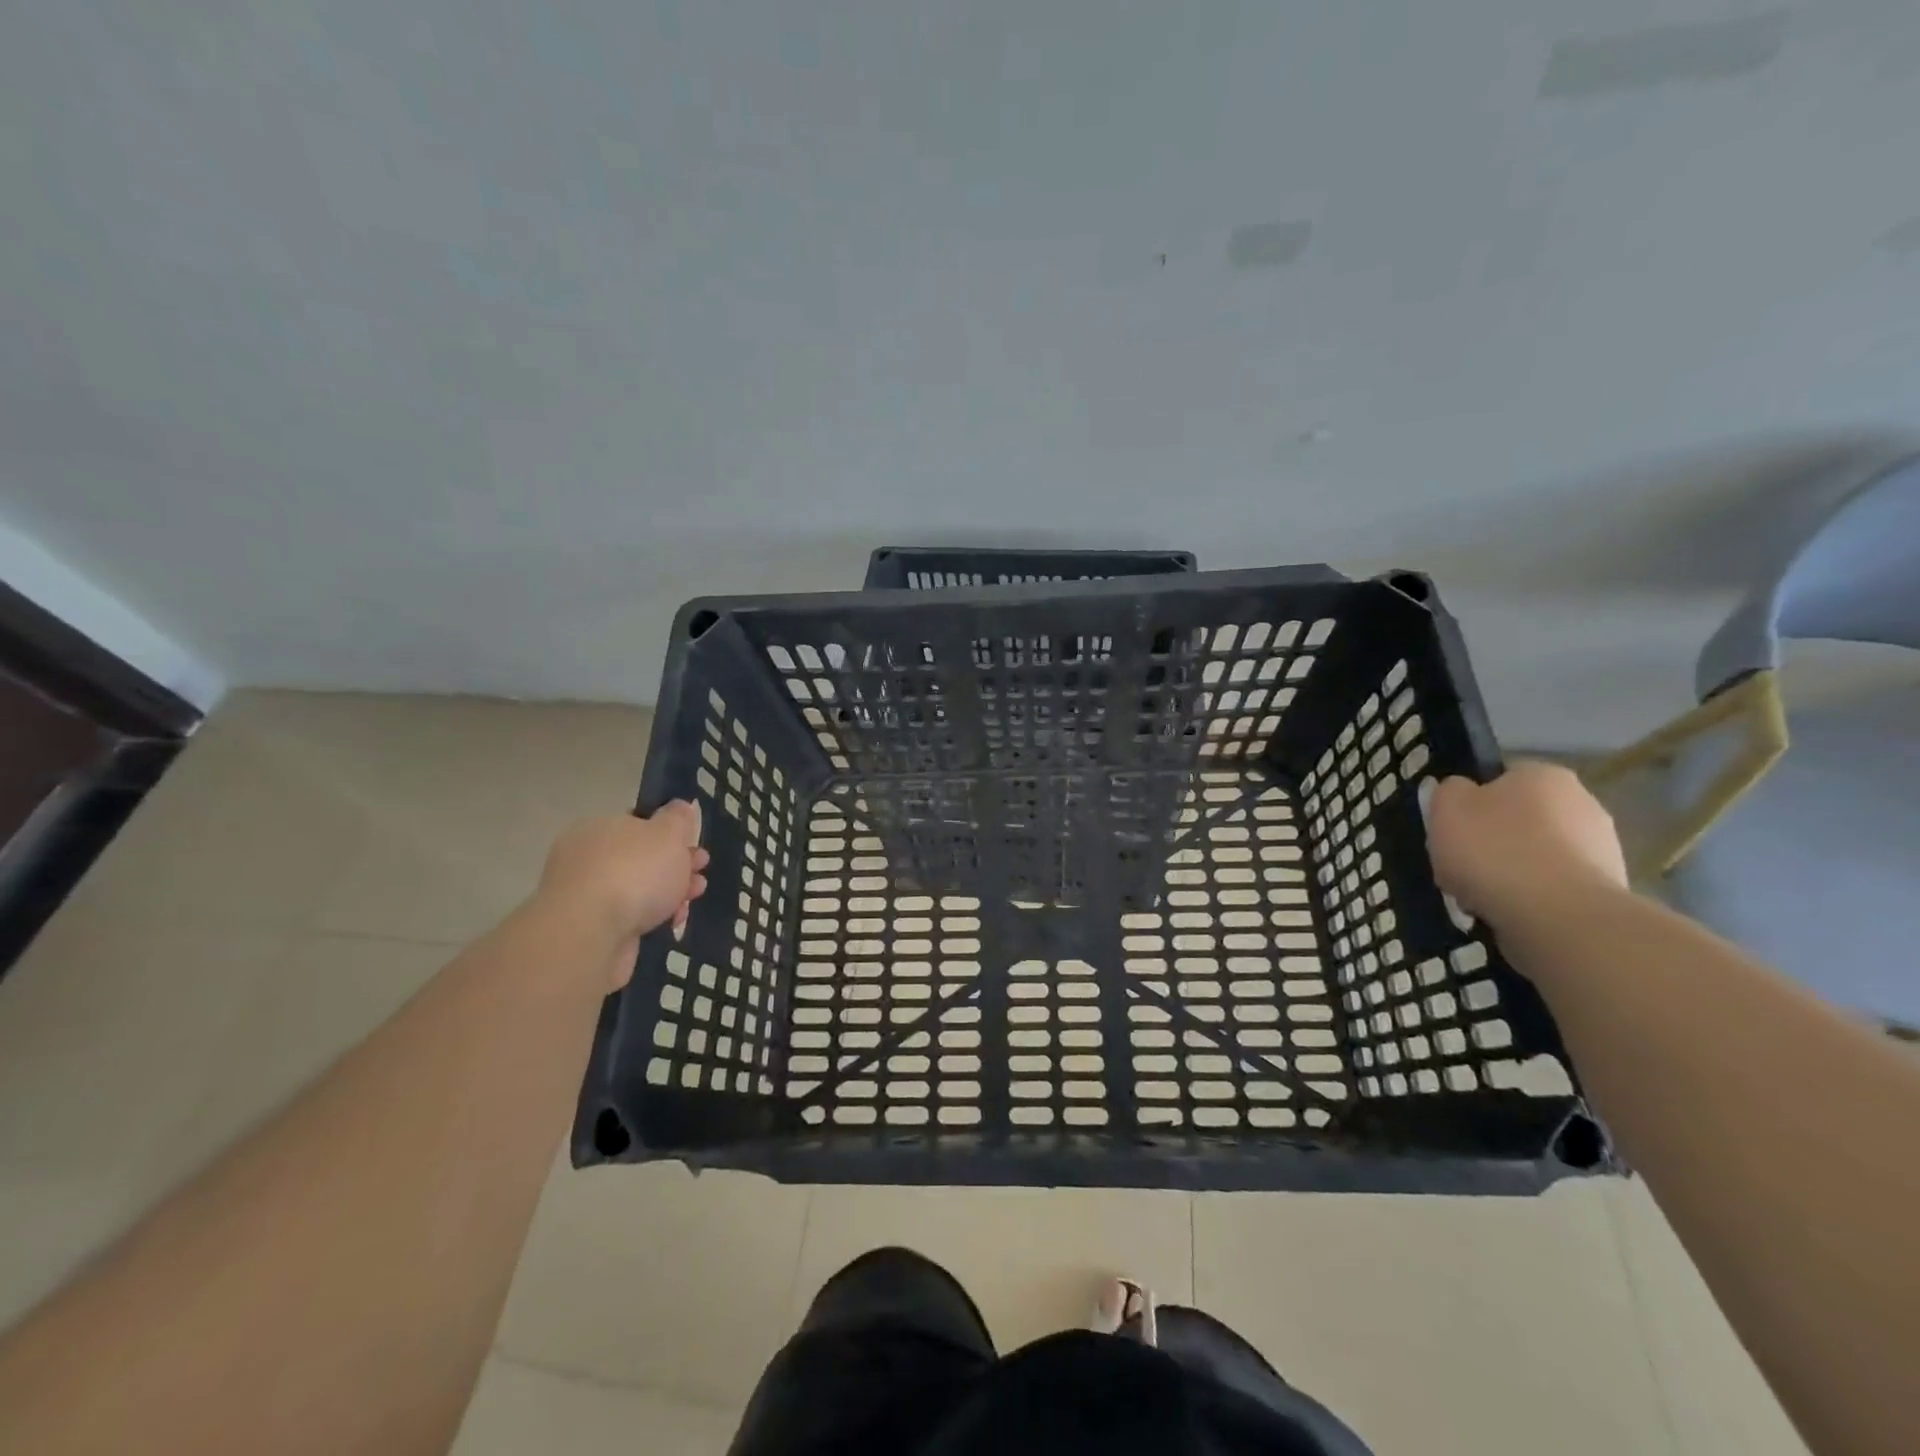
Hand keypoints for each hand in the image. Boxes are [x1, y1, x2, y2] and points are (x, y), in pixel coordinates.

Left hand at [539, 804, 709, 985]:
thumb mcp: (668, 834)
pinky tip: (673, 922)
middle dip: (675, 866)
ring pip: (637, 889)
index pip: (637, 824)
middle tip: (700, 872)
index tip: (695, 847)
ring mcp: (585, 896)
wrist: (591, 935)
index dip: (670, 835)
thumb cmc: (634, 873)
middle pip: (640, 858)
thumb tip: (680, 807)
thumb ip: (678, 819)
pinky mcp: (590, 929)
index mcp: (599, 828)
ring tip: (692, 900)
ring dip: (669, 893)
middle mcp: (586, 858)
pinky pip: (629, 917)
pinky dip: (652, 917)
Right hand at [1427, 762, 1627, 926]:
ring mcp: (1603, 848)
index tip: (1454, 829)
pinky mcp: (1607, 891)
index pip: (1501, 779)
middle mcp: (1583, 802)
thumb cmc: (1494, 849)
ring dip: (1513, 872)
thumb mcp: (1446, 806)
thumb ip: (1449, 791)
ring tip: (1482, 896)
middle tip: (1464, 864)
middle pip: (1522, 819)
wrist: (1557, 915)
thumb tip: (1462, 794)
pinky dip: (1533, 898)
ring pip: (1538, 856)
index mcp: (1544, 775)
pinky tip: (1511, 913)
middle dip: (1495, 840)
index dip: (1472, 803)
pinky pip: (1555, 888)